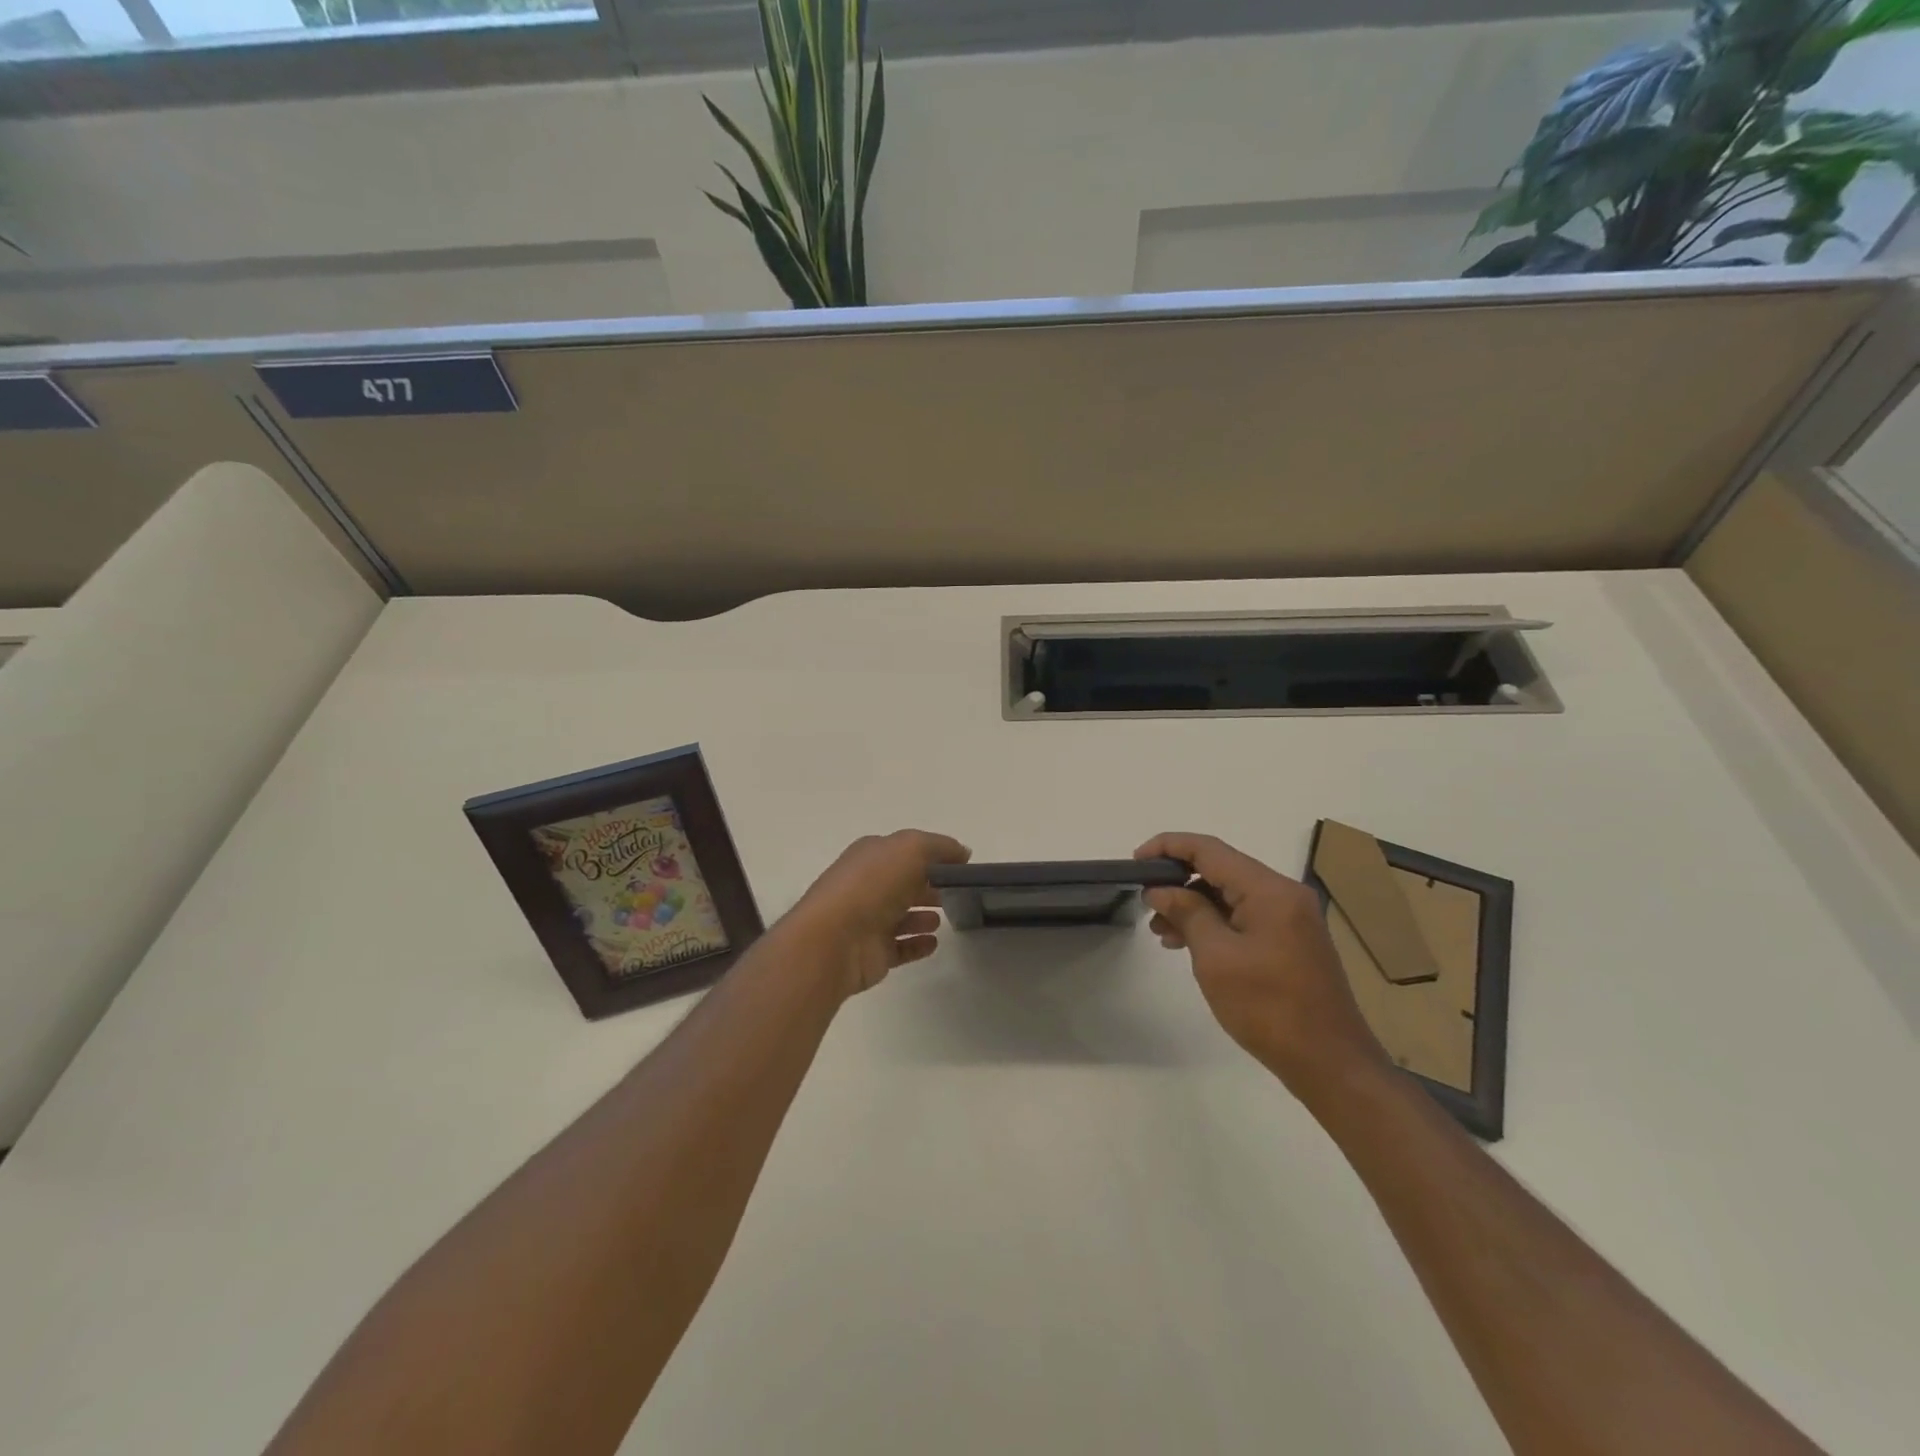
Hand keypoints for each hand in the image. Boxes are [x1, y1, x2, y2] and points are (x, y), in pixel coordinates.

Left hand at [786, 830, 970, 999]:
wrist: (835, 940)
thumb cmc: (872, 885)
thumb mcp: (910, 849)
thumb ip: (938, 847)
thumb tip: (962, 852)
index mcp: (871, 855)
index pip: (906, 850)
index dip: (933, 854)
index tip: (962, 864)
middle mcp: (868, 885)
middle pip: (905, 882)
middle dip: (929, 884)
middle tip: (959, 892)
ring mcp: (868, 920)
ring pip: (902, 915)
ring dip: (923, 915)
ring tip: (945, 918)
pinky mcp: (873, 953)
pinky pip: (900, 947)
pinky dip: (917, 944)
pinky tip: (933, 943)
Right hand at [1137, 832, 1388, 1101]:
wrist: (1330, 1064)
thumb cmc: (1268, 1008)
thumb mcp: (1216, 958)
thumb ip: (1187, 913)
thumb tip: (1161, 889)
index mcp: (1269, 890)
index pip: (1209, 849)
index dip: (1168, 847)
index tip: (1135, 862)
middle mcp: (1284, 894)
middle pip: (1221, 869)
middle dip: (1178, 880)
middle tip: (1144, 902)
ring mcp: (1291, 918)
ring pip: (1230, 894)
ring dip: (1193, 905)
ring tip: (1160, 931)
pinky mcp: (1291, 941)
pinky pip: (1244, 916)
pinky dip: (1214, 922)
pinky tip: (1188, 944)